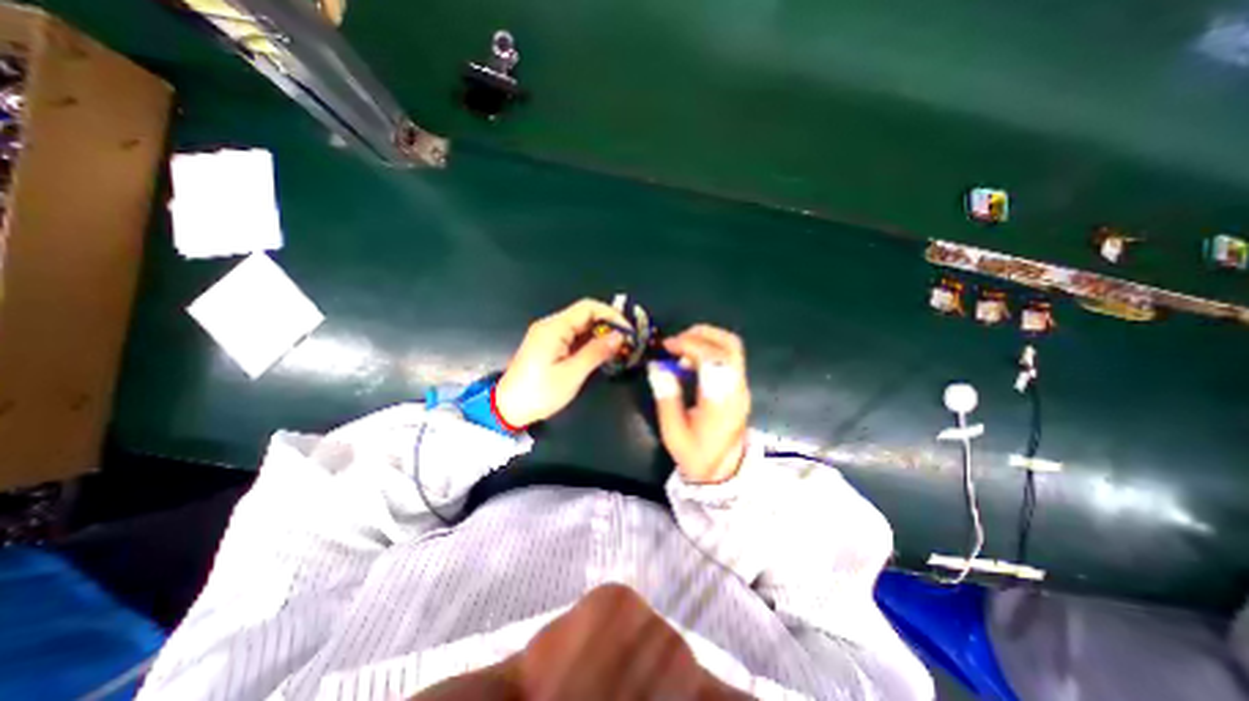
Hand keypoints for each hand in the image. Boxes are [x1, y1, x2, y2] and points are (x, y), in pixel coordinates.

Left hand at [493, 297, 629, 427]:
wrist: (507, 408)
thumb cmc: (540, 392)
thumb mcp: (572, 374)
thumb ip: (596, 352)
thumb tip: (619, 336)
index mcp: (555, 328)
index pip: (589, 307)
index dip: (612, 315)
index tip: (628, 331)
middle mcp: (551, 325)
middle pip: (585, 314)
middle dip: (608, 325)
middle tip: (626, 343)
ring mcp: (548, 335)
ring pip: (580, 326)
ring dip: (600, 334)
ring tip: (617, 349)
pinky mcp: (548, 345)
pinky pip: (573, 336)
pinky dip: (589, 342)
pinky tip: (600, 354)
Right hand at [650, 325, 745, 483]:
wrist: (724, 474)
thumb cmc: (696, 455)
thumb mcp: (673, 432)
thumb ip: (667, 397)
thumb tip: (657, 367)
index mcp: (720, 402)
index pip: (712, 359)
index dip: (689, 345)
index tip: (667, 346)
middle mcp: (736, 389)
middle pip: (730, 345)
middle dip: (701, 334)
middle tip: (676, 341)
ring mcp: (742, 387)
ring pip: (732, 347)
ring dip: (706, 339)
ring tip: (682, 348)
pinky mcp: (740, 387)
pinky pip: (729, 357)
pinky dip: (710, 349)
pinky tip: (692, 360)